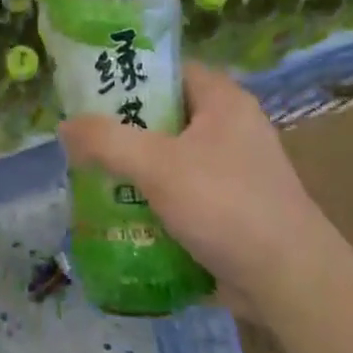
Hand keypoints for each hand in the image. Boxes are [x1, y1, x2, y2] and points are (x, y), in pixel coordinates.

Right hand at [57, 63, 338, 313]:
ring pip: (167, 158)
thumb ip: (106, 140)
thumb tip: (64, 127)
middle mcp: (230, 129)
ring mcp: (231, 172)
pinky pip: (177, 193)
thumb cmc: (225, 205)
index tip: (88, 88)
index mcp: (223, 102)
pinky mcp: (227, 209)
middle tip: (80, 138)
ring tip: (88, 176)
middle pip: (164, 115)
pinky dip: (149, 199)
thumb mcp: (157, 164)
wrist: (287, 282)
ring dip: (131, 168)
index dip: (130, 73)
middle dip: (121, 128)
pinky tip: (116, 212)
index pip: (170, 70)